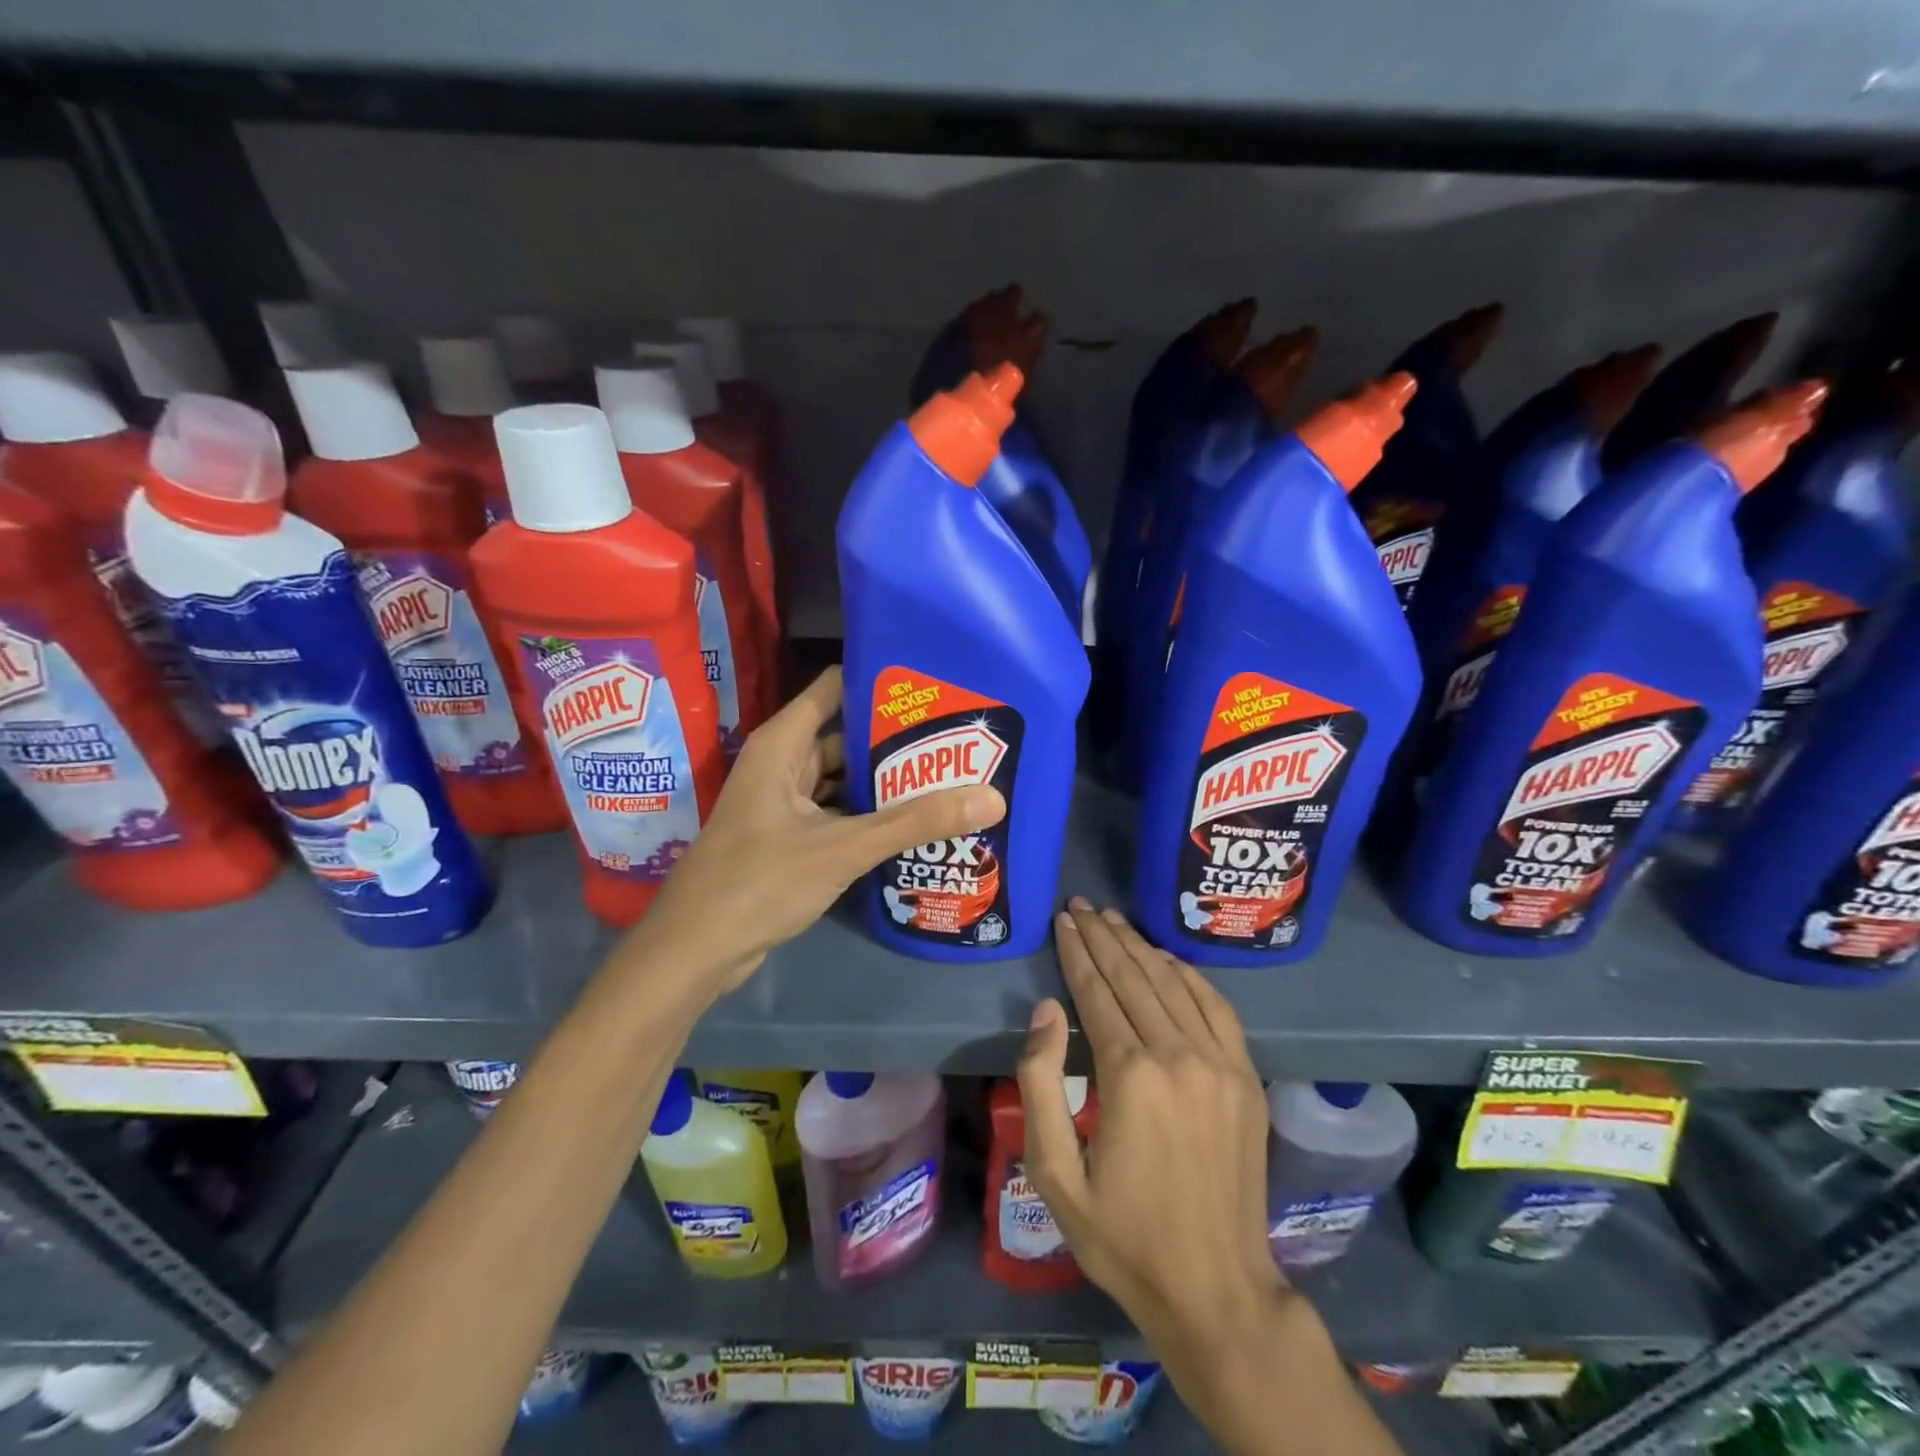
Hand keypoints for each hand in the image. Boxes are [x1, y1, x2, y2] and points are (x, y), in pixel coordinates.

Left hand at [640, 667, 1005, 989]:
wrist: (695, 952)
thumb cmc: (759, 882)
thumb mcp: (843, 847)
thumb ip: (915, 822)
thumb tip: (992, 797)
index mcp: (783, 744)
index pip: (836, 688)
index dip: (881, 681)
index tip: (936, 683)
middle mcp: (783, 764)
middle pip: (846, 735)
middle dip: (898, 738)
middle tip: (959, 736)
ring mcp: (785, 803)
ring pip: (844, 780)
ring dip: (887, 782)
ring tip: (949, 775)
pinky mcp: (791, 838)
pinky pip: (838, 813)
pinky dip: (870, 815)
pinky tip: (914, 823)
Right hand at [1018, 900, 1283, 1340]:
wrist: (1216, 1290)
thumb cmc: (1122, 1235)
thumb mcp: (1054, 1173)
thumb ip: (1040, 1083)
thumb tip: (1046, 1011)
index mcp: (1130, 1075)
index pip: (1096, 992)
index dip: (1076, 952)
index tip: (1062, 920)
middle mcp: (1178, 1055)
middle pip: (1134, 976)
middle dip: (1103, 936)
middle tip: (1081, 906)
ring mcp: (1220, 1064)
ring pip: (1173, 983)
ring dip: (1140, 946)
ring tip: (1113, 920)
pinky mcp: (1246, 1078)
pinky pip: (1216, 1007)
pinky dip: (1188, 975)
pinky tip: (1167, 959)